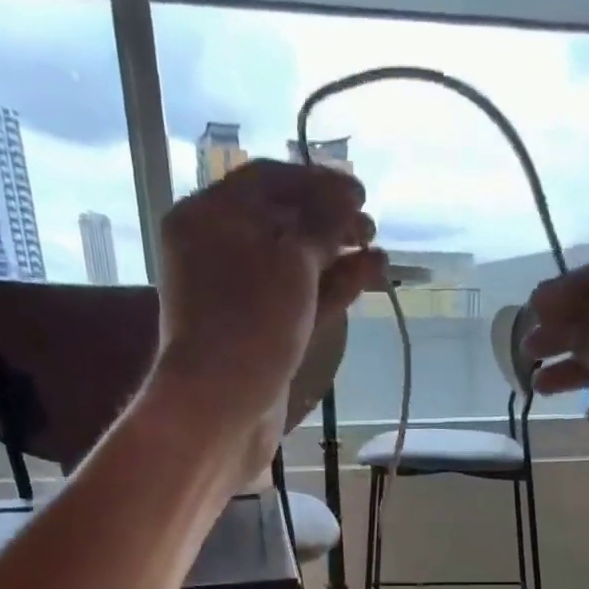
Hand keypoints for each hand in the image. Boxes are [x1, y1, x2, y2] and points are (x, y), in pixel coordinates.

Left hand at [151, 160, 385, 484]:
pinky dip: (333, 288)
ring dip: (338, 255)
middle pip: (282, 222)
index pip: (268, 181)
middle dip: (330, 221)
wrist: (224, 408)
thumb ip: (321, 224)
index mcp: (209, 217)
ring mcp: (242, 297)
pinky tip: (368, 276)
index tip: (360, 192)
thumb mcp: (290, 260)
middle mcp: (220, 251)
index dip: (317, 181)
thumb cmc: (250, 322)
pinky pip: (300, 299)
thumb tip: (344, 199)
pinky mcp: (262, 333)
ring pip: (296, 265)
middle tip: (370, 226)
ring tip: (379, 253)